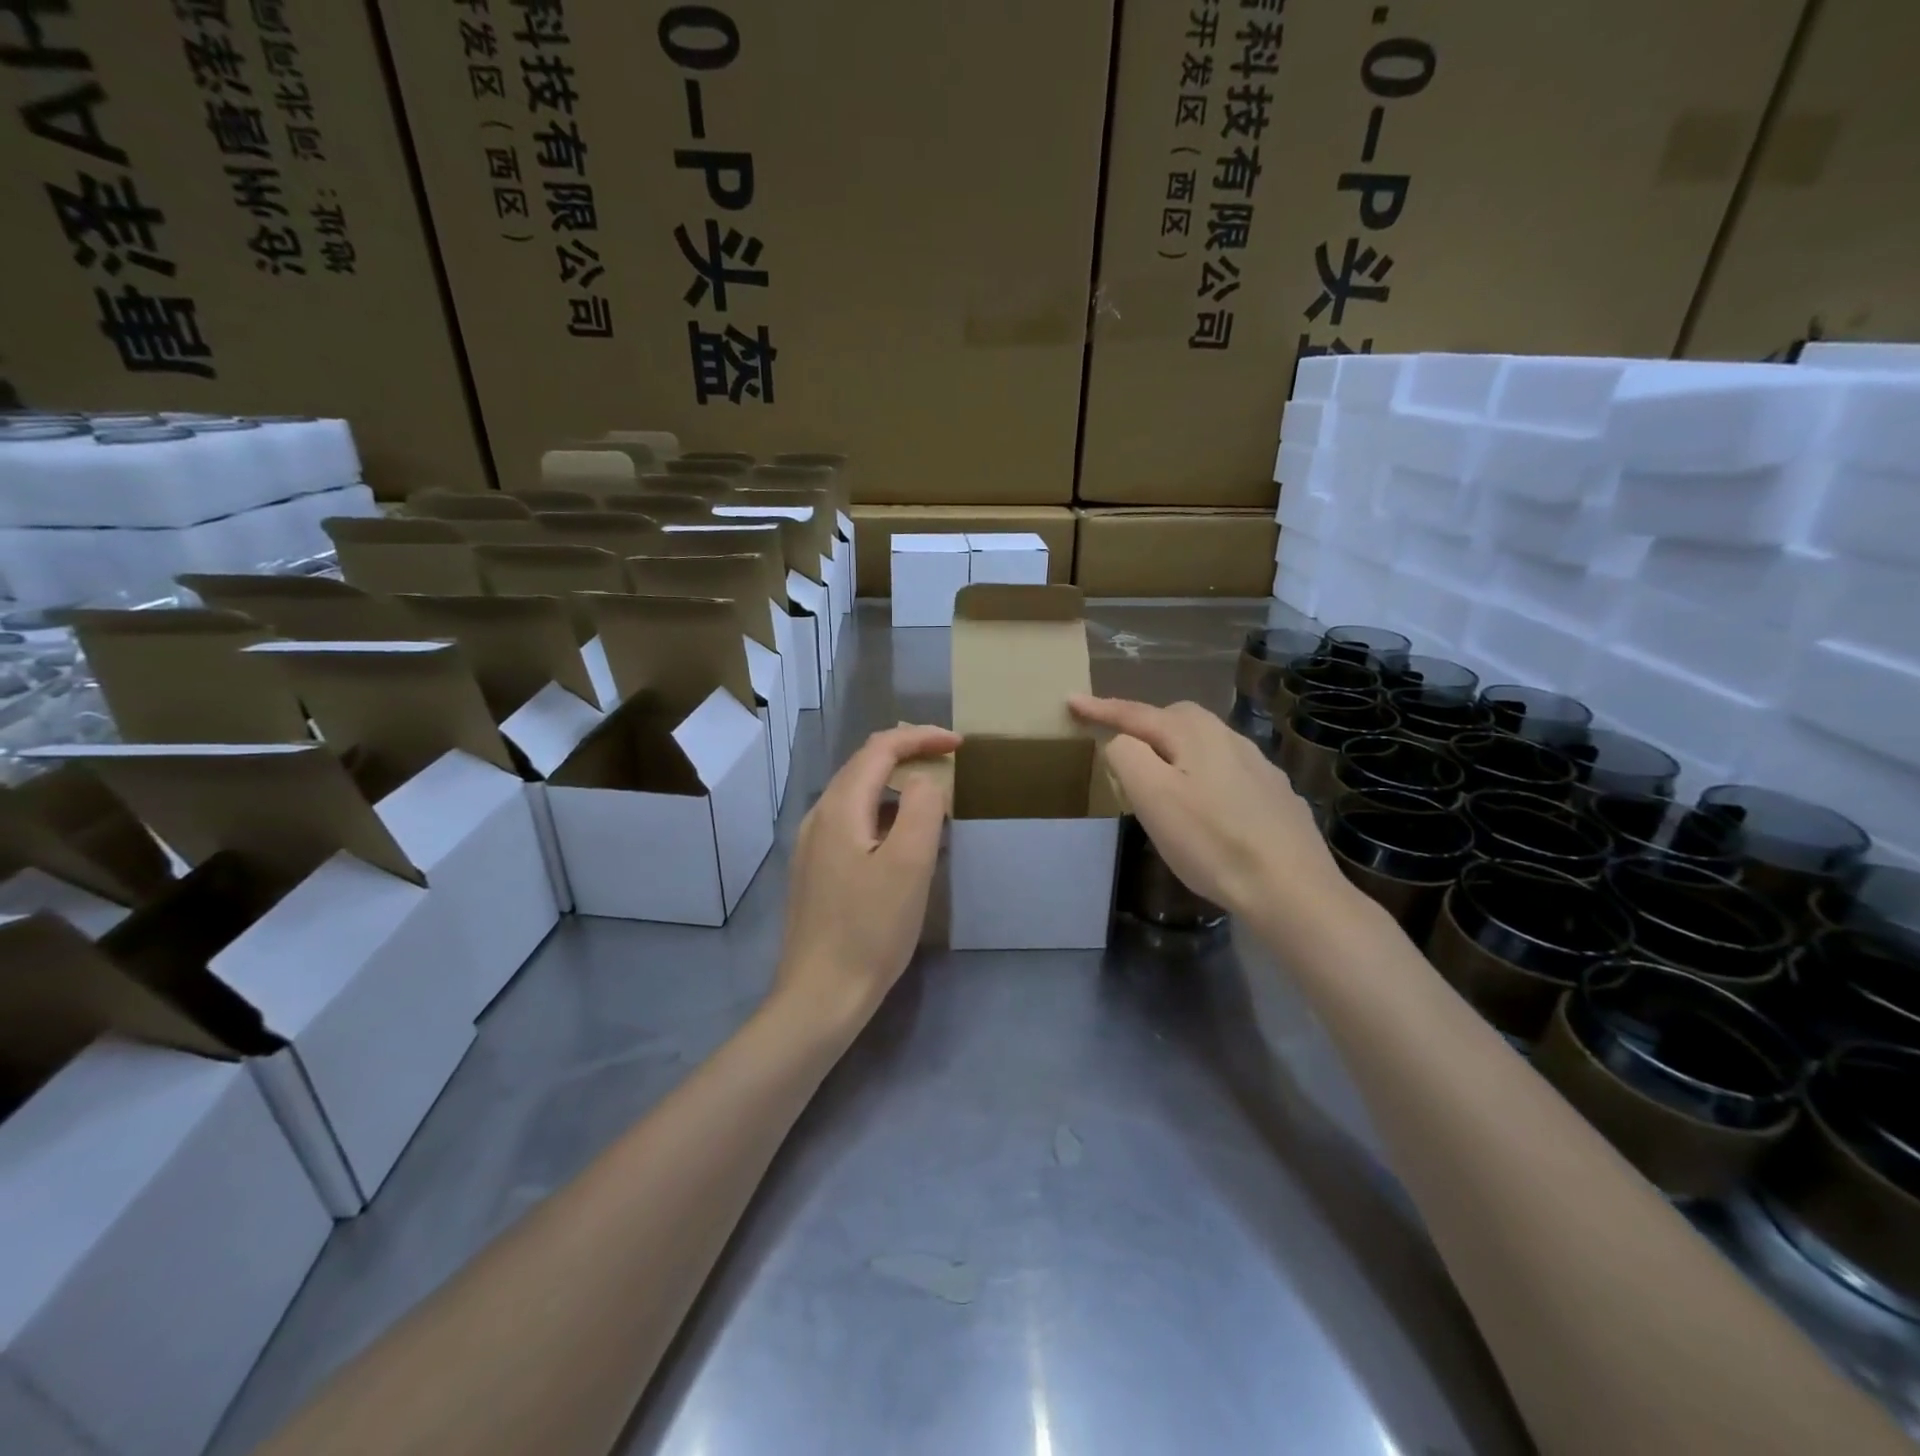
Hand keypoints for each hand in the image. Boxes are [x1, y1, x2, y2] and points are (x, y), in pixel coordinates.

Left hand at [775, 724, 959, 1036]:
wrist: (819, 995)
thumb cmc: (870, 930)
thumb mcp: (909, 866)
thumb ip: (922, 810)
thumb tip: (923, 782)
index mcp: (839, 808)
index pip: (880, 749)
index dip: (920, 737)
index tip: (959, 744)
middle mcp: (818, 817)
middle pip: (863, 765)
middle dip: (907, 752)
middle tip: (948, 759)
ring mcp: (811, 845)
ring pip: (856, 793)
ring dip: (895, 782)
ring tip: (932, 793)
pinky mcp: (814, 870)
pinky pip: (851, 821)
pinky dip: (882, 811)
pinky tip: (901, 836)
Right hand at [1070, 695, 1338, 919]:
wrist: (1291, 888)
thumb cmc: (1211, 842)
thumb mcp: (1152, 797)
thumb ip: (1127, 755)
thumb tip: (1123, 741)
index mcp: (1195, 733)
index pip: (1137, 713)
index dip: (1101, 709)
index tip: (1071, 701)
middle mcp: (1230, 738)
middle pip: (1176, 719)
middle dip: (1143, 726)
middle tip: (1118, 749)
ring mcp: (1259, 767)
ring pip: (1205, 745)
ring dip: (1175, 753)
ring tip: (1160, 782)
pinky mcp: (1275, 796)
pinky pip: (1226, 772)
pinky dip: (1203, 778)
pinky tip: (1207, 809)